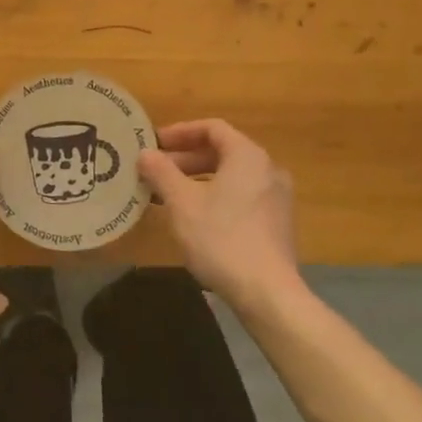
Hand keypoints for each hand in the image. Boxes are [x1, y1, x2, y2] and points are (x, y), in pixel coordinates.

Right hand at [138, 119, 300, 306]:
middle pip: (222, 152)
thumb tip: (145, 153)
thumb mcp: (181, 202)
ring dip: (197, 180)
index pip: (212, 128)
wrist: (267, 293)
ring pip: (230, 177)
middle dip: (185, 159)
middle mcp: (268, 169)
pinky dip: (215, 197)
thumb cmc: (221, 238)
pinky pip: (241, 197)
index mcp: (247, 156)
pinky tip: (193, 218)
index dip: (180, 132)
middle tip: (156, 170)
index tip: (155, 144)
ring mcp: (276, 198)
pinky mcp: (277, 224)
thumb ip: (161, 172)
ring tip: (167, 195)